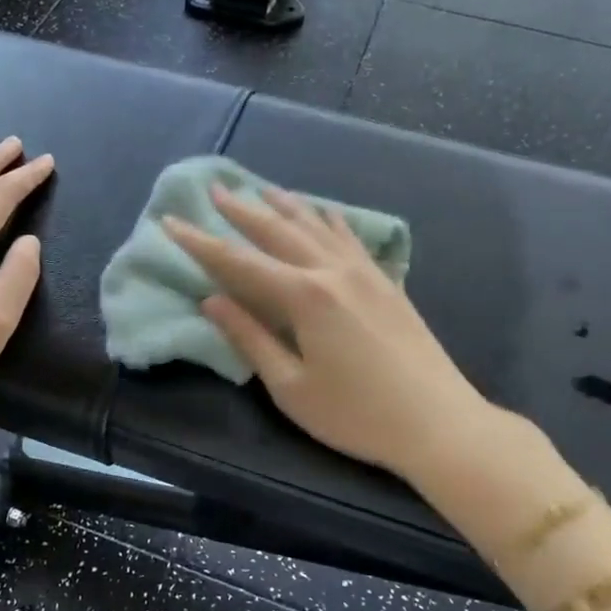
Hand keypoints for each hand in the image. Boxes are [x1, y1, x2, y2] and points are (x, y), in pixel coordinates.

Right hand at [165, 185, 498, 483]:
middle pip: (277, 231)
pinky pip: (350, 238)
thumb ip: (250, 338)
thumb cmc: (357, 414)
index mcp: (304, 296)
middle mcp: (332, 271)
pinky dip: (329, 220)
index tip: (171, 222)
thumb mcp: (291, 387)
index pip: (239, 262)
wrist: (439, 422)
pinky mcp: (386, 282)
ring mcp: (364, 272)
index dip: (201, 243)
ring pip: (316, 226)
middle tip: (215, 189)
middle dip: (242, 210)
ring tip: (262, 188)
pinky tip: (323, 212)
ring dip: (285, 206)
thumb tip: (211, 301)